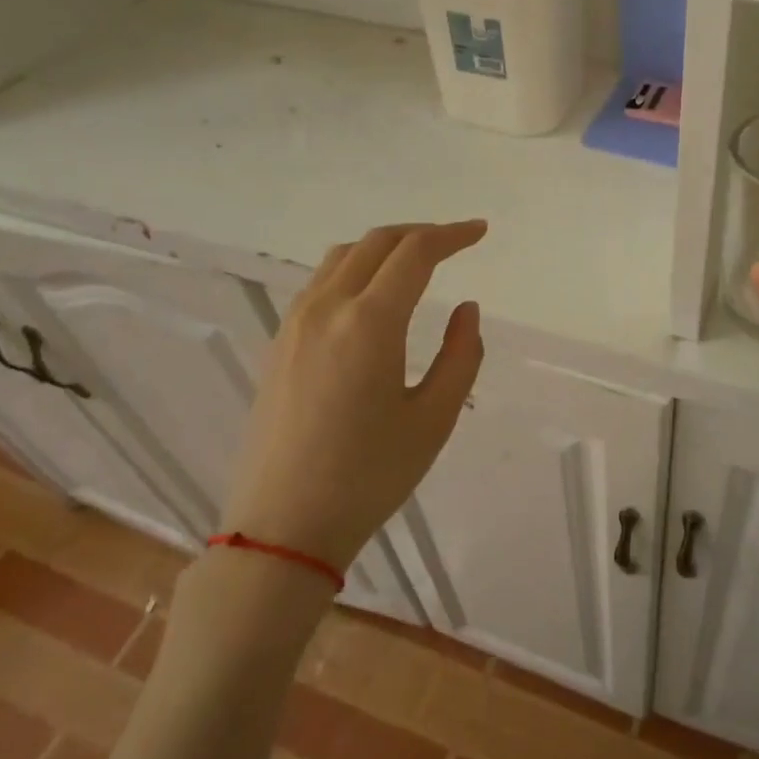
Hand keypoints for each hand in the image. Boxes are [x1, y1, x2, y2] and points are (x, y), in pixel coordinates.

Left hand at [222, 220, 487, 569]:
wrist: (282, 527)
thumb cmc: (368, 476)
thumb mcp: (433, 419)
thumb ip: (460, 356)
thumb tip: (465, 308)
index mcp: (369, 323)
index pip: (415, 253)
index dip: (452, 235)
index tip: (480, 232)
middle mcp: (326, 308)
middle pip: (376, 242)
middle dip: (420, 233)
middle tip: (454, 243)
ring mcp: (294, 324)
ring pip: (342, 257)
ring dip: (384, 247)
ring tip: (416, 263)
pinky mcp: (278, 343)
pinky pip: (320, 282)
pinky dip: (355, 268)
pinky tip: (372, 296)